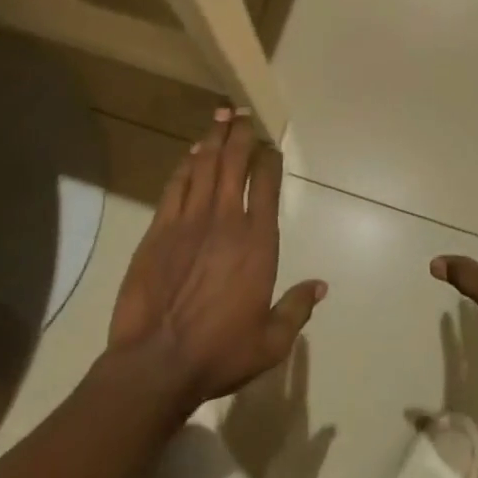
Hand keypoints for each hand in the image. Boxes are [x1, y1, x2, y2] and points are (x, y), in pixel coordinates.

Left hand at [109, 110, 325, 406]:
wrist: (156, 363)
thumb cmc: (219, 352)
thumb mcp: (271, 341)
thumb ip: (297, 309)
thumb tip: (321, 286)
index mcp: (258, 241)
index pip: (266, 184)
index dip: (269, 159)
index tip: (269, 146)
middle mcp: (226, 220)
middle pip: (234, 163)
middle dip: (239, 134)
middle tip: (241, 113)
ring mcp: (189, 221)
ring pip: (203, 166)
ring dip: (213, 139)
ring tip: (219, 117)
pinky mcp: (159, 230)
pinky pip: (175, 186)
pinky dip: (185, 165)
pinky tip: (190, 153)